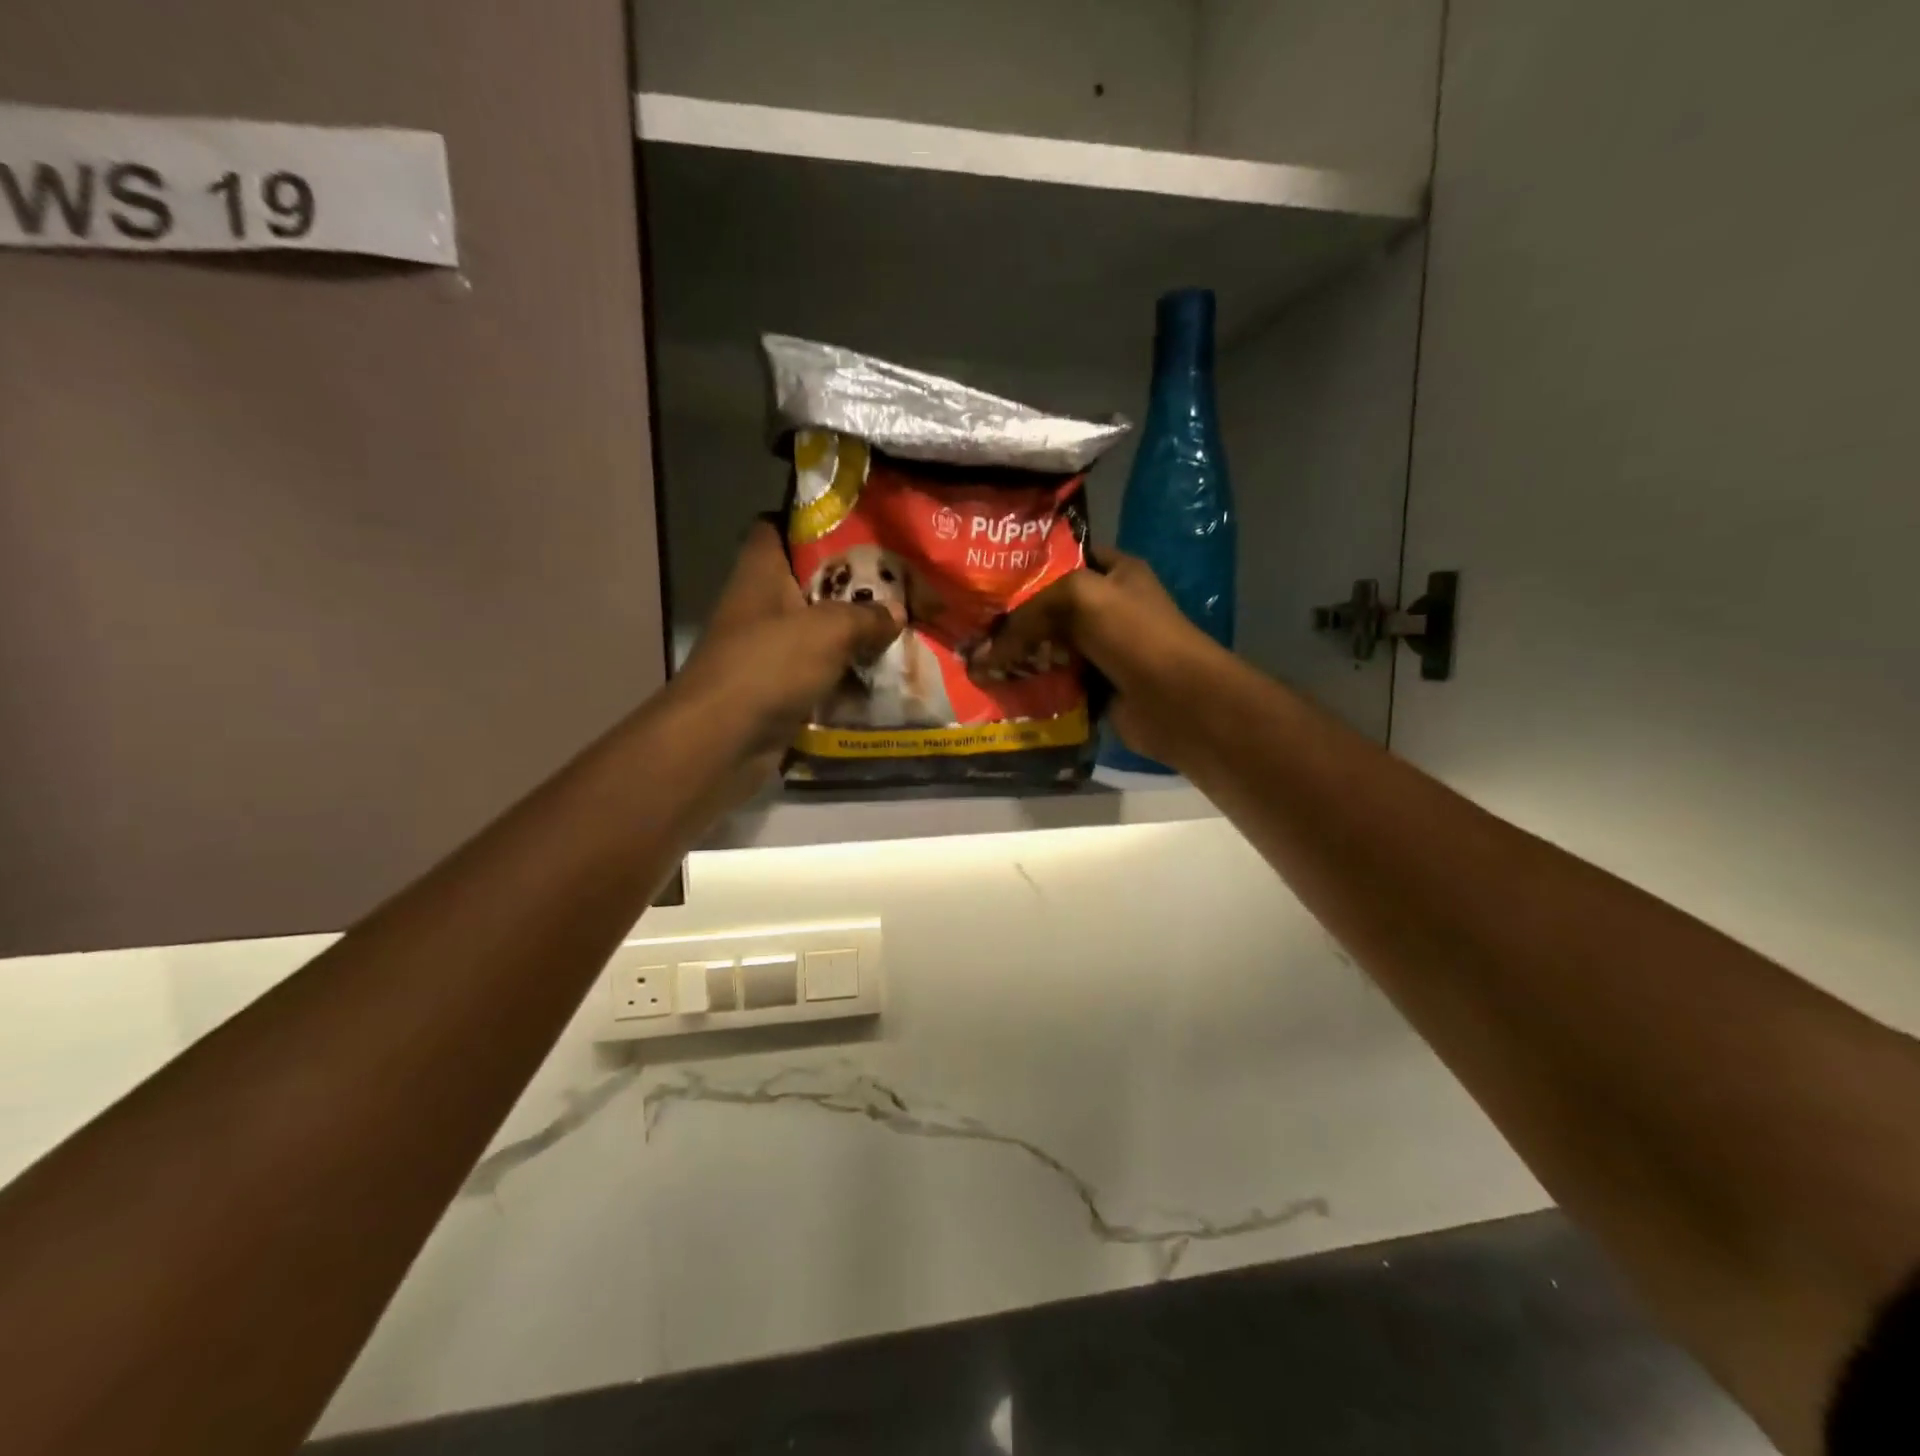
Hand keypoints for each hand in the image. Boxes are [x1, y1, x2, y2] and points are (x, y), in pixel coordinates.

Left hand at [675, 521, 898, 779]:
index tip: (858, 529)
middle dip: (852, 586)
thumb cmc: (768, 666)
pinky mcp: (777, 690)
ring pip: (818, 633)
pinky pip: (819, 675)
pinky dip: (846, 677)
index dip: (813, 523)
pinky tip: (883, 676)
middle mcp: (761, 606)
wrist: (722, 741)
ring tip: (901, 630)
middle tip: (898, 585)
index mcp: (761, 573)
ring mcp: (767, 651)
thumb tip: (897, 613)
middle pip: (809, 584)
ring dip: (854, 637)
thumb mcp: (828, 630)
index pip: (778, 528)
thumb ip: (866, 616)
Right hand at [967, 549, 1219, 768]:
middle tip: (972, 630)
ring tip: (977, 664)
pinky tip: (1002, 691)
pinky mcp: (1097, 688)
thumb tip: (984, 655)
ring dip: (1020, 659)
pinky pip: (1057, 684)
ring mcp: (1104, 651)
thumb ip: (1028, 615)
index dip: (1028, 569)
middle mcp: (1109, 608)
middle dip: (1015, 622)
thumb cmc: (1133, 634)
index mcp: (1115, 573)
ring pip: (1051, 650)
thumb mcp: (1078, 598)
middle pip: (1052, 610)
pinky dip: (1034, 688)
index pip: (1064, 560)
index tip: (986, 583)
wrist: (1175, 699)